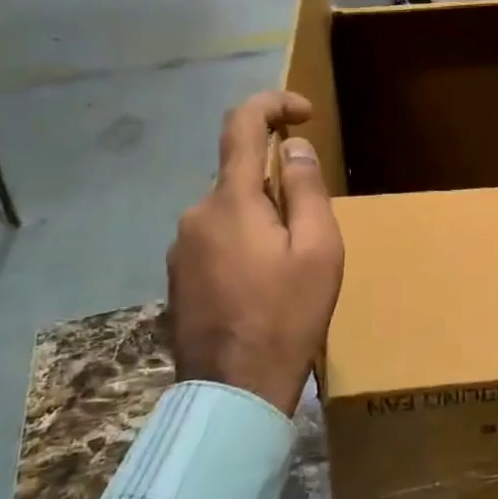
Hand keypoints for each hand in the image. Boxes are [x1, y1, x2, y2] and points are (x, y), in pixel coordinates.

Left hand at [166, 91, 343, 412]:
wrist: (233, 394)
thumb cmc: (287, 317)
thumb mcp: (318, 249)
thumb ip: (305, 189)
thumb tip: (293, 147)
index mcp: (230, 200)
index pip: (241, 124)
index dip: (273, 104)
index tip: (304, 113)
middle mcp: (195, 214)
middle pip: (240, 174)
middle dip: (279, 185)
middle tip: (313, 231)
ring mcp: (181, 248)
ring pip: (230, 210)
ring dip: (262, 219)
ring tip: (291, 268)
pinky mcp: (179, 277)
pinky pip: (217, 238)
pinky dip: (244, 243)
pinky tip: (263, 286)